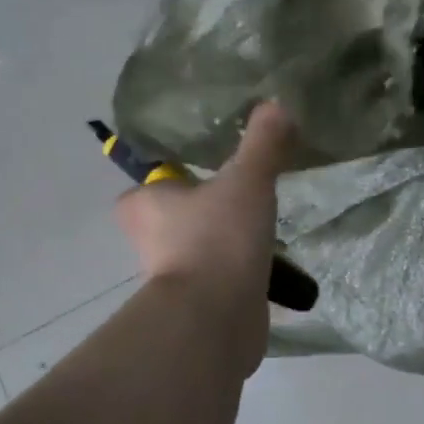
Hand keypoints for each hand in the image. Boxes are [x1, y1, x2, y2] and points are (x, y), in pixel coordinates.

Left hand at [113, 102, 294, 363]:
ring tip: (262, 227)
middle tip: (240, 196)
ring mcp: (174, 276)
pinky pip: (218, 277)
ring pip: (198, 247)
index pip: (150, 183)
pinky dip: (238, 271)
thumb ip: (263, 143)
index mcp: (146, 205)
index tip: (207, 171)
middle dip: (203, 209)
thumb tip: (278, 104)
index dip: (174, 176)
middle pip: (175, 216)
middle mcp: (150, 240)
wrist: (217, 319)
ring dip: (224, 240)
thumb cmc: (218, 238)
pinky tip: (268, 263)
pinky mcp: (198, 304)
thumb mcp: (247, 179)